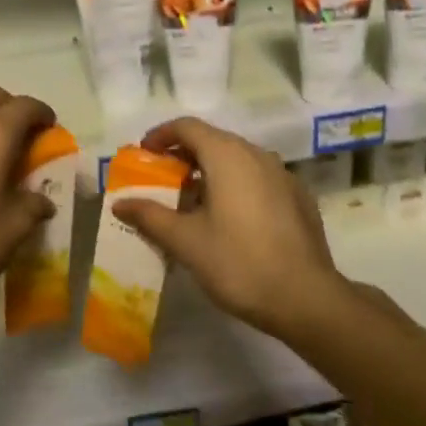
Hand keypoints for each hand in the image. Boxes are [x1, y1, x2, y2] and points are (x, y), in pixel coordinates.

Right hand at [112, 118, 347, 339]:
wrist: (306, 298)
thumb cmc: (238, 262)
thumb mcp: (185, 241)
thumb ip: (150, 216)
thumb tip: (120, 203)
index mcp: (228, 156)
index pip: (188, 127)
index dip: (161, 135)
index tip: (143, 154)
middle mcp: (257, 154)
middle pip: (213, 140)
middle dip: (183, 155)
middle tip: (161, 180)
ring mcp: (282, 175)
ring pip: (237, 160)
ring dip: (209, 171)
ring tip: (190, 202)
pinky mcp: (298, 197)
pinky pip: (257, 178)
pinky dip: (235, 186)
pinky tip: (228, 219)